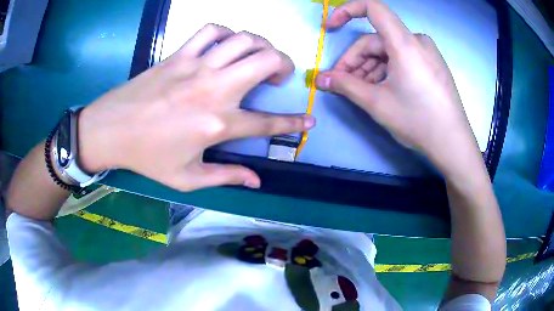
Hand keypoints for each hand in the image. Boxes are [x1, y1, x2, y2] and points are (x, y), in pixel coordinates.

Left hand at [77, 24, 314, 190]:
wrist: (110, 130)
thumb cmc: (147, 157)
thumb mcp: (187, 179)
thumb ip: (226, 177)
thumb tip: (258, 181)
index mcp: (217, 125)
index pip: (267, 122)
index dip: (294, 122)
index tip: (310, 120)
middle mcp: (213, 89)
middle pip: (266, 61)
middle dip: (285, 64)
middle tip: (279, 75)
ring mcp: (196, 66)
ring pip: (244, 39)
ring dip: (260, 44)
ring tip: (257, 56)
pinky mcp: (179, 54)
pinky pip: (211, 30)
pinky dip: (226, 32)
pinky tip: (225, 44)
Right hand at [315, 0, 480, 175]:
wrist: (453, 143)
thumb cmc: (417, 121)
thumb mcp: (377, 103)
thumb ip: (345, 86)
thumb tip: (319, 79)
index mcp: (405, 43)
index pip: (373, 8)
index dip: (347, 10)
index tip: (331, 27)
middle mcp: (417, 41)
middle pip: (376, 40)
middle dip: (356, 60)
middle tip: (342, 82)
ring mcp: (426, 52)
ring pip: (388, 51)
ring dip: (370, 67)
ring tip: (360, 90)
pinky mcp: (431, 64)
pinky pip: (402, 59)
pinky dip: (386, 70)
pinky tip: (380, 88)